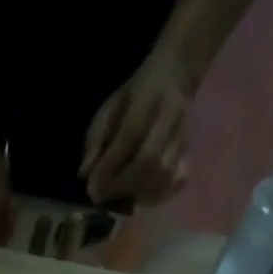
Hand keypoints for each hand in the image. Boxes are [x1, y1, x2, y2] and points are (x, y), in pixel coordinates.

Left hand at [80, 53, 191, 204]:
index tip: (91, 189)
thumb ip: (96, 140)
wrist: (173, 75)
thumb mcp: (108, 109)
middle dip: (122, 185)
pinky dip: (155, 196)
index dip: (109, 166)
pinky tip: (139, 198)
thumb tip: (84, 174)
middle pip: (149, 161)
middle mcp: (171, 116)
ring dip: (137, 194)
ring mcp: (183, 134)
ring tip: (118, 198)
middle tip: (103, 197)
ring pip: (163, 175)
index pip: (129, 137)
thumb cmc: (133, 98)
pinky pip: (174, 182)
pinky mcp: (188, 151)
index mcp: (148, 98)